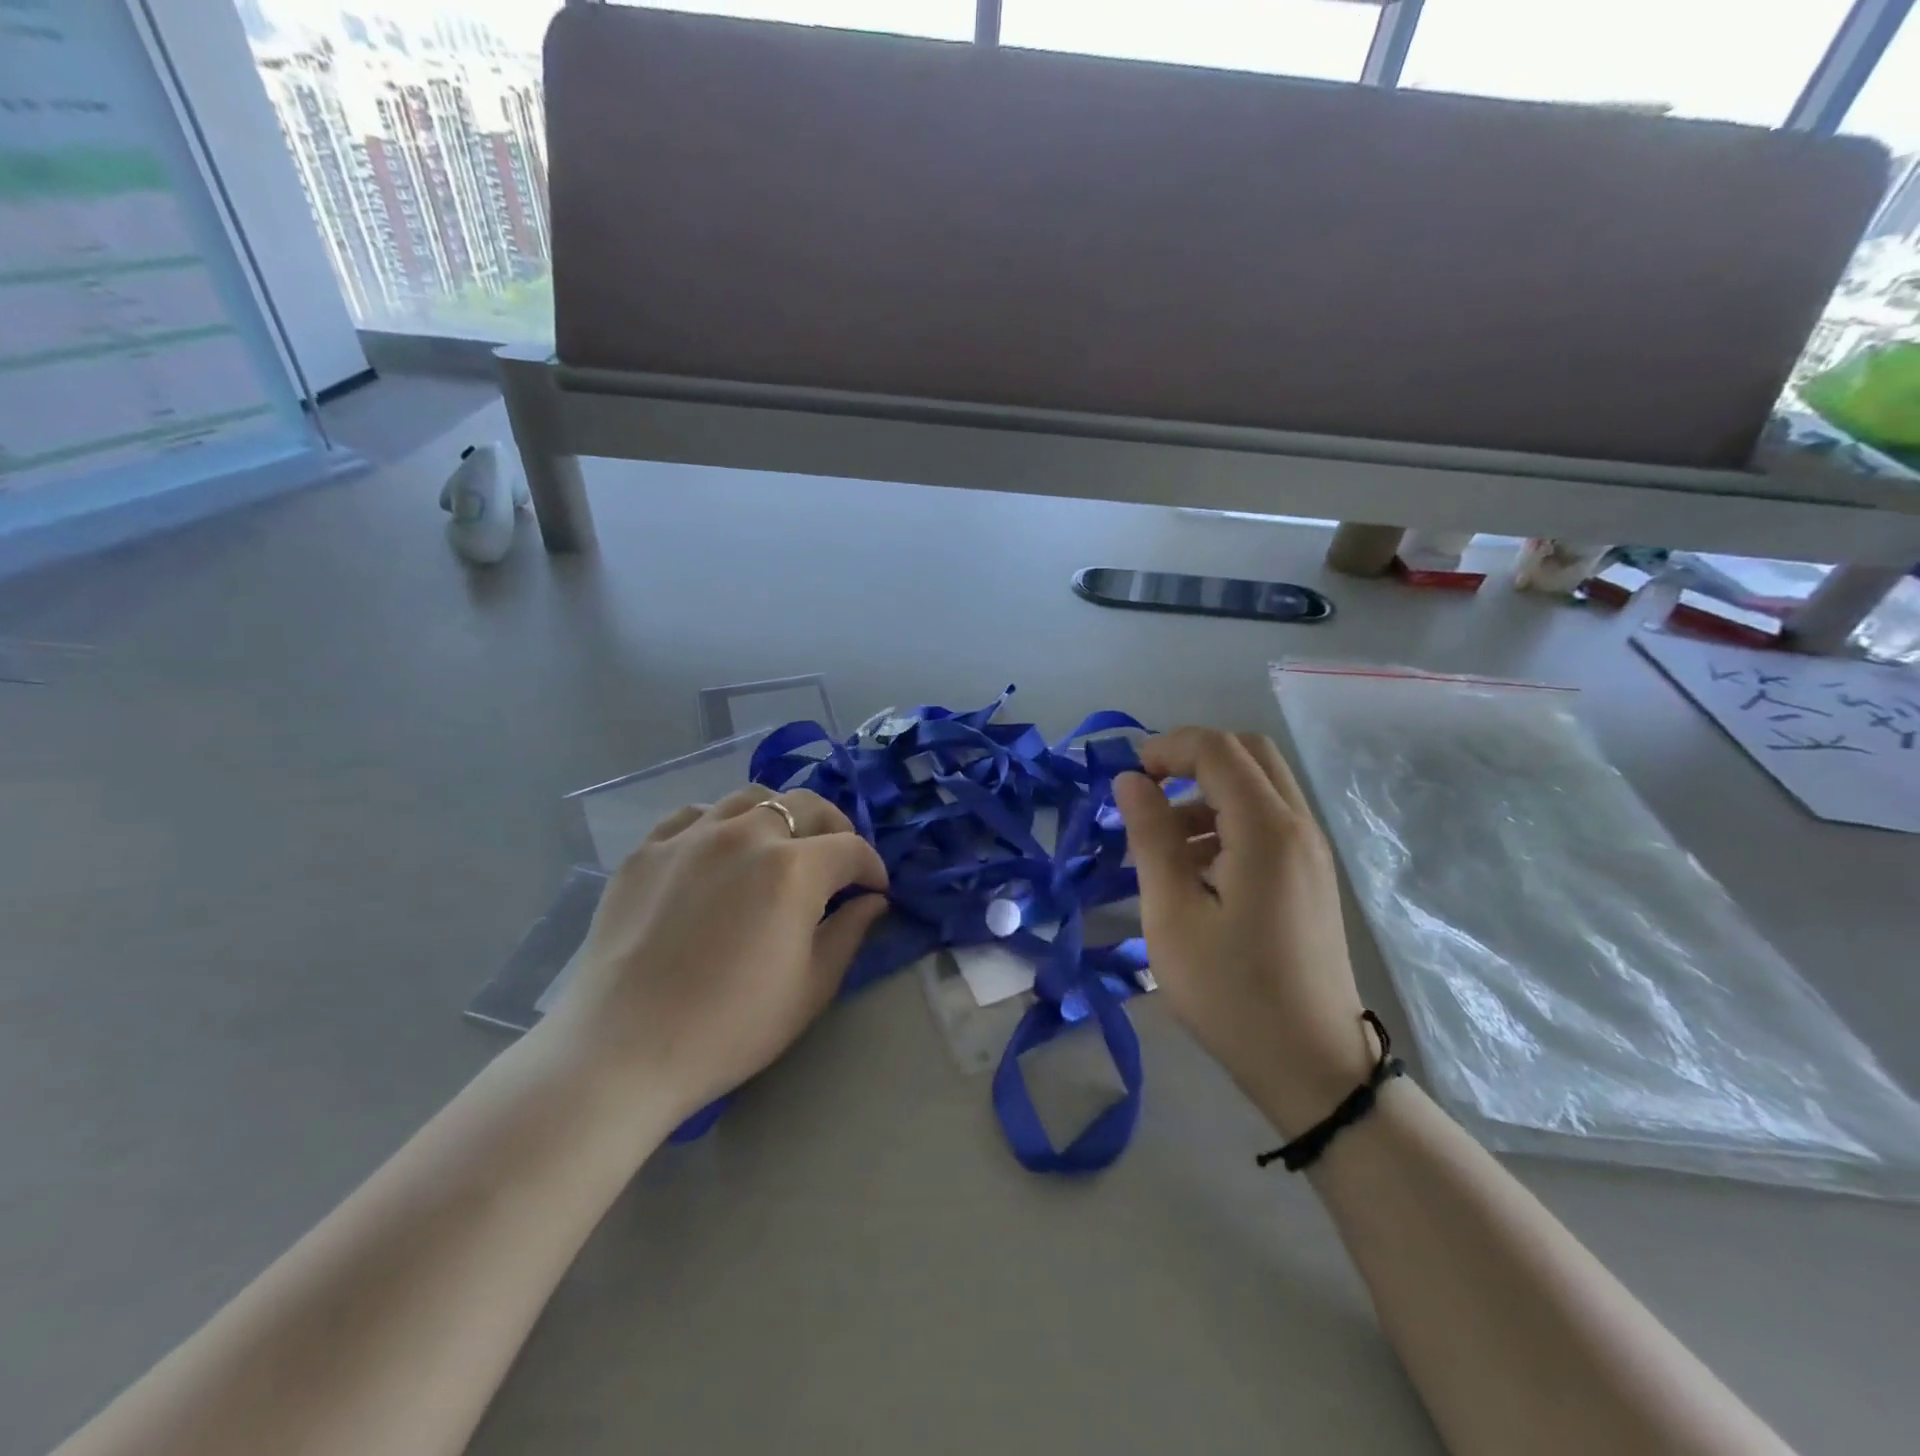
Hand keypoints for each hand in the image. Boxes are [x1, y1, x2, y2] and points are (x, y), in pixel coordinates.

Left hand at [538, 788, 887, 1133]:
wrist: (622, 1050)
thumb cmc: (731, 1027)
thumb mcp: (811, 988)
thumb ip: (850, 933)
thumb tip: (872, 900)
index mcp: (794, 868)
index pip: (851, 849)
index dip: (872, 867)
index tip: (875, 890)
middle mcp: (746, 834)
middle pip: (806, 805)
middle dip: (834, 829)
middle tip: (836, 863)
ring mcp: (691, 835)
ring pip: (750, 798)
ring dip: (779, 817)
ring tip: (779, 848)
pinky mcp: (647, 849)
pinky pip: (695, 815)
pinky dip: (720, 823)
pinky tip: (718, 852)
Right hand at [1114, 728, 1374, 1135]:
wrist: (1313, 1066)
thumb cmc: (1231, 992)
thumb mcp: (1172, 914)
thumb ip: (1150, 837)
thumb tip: (1130, 781)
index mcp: (1266, 829)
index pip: (1217, 749)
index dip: (1167, 748)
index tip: (1128, 781)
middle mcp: (1297, 826)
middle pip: (1247, 753)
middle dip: (1191, 759)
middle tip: (1148, 793)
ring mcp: (1310, 852)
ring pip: (1259, 785)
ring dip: (1207, 791)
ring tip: (1162, 841)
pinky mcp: (1310, 876)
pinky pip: (1268, 820)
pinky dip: (1227, 820)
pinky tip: (1195, 869)